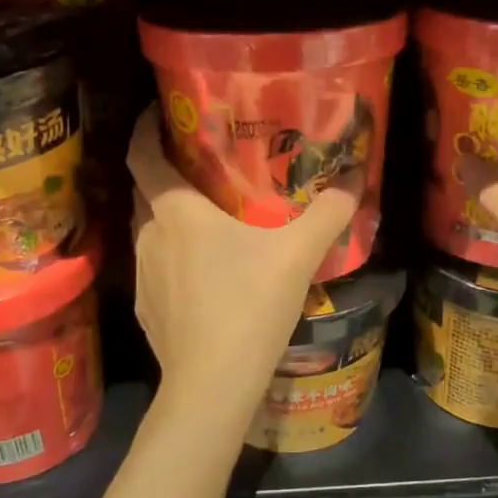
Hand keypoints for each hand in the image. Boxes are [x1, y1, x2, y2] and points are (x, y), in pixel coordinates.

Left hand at [127, 105, 361, 428]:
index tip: (159, 113)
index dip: (144, 129)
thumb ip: (328, 214)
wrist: (212, 385)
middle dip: (165, 173)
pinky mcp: (146, 310)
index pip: (141, 154)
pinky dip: (172, 260)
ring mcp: (142, 275)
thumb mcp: (298, 255)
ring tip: (206, 220)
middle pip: (146, 191)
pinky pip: (156, 269)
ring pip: (150, 232)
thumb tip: (355, 182)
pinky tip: (202, 277)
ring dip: (170, 219)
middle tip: (201, 166)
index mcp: (176, 211)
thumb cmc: (249, 305)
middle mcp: (149, 235)